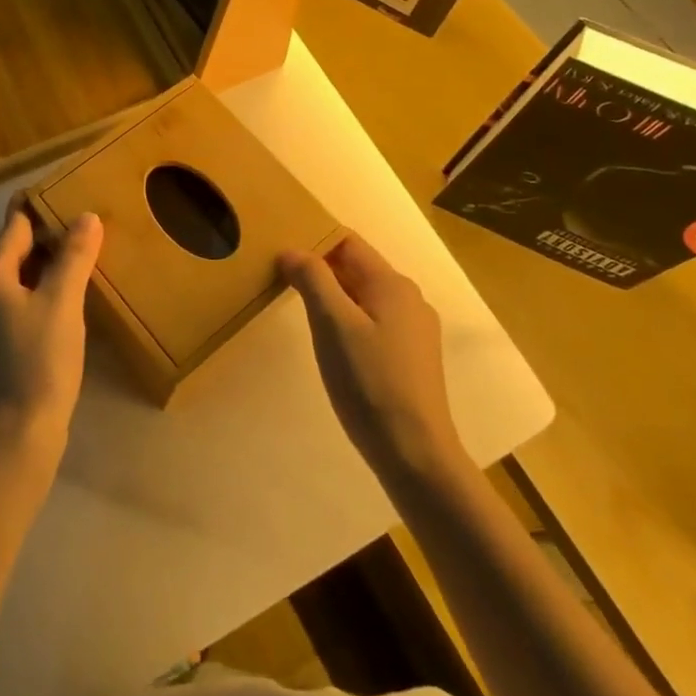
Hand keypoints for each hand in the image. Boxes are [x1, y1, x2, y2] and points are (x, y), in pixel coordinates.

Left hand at [0, 198, 102, 452]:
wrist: (18, 433)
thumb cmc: (40, 360)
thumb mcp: (63, 302)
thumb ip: (74, 255)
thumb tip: (86, 217)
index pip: (14, 226)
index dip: (39, 208)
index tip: (65, 192)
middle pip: (11, 250)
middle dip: (44, 236)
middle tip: (82, 224)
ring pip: (13, 278)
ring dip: (42, 265)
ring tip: (79, 257)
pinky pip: (14, 302)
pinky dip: (36, 291)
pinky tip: (63, 298)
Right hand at [281, 233, 466, 482]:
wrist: (415, 453)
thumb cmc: (370, 381)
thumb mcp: (333, 324)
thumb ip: (312, 279)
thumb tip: (291, 250)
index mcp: (392, 284)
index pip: (347, 242)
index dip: (313, 242)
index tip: (280, 256)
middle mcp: (409, 299)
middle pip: (357, 268)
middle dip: (320, 270)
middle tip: (281, 281)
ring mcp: (414, 330)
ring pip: (364, 297)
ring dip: (333, 297)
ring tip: (301, 311)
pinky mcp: (411, 358)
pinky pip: (374, 322)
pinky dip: (348, 321)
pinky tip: (332, 344)